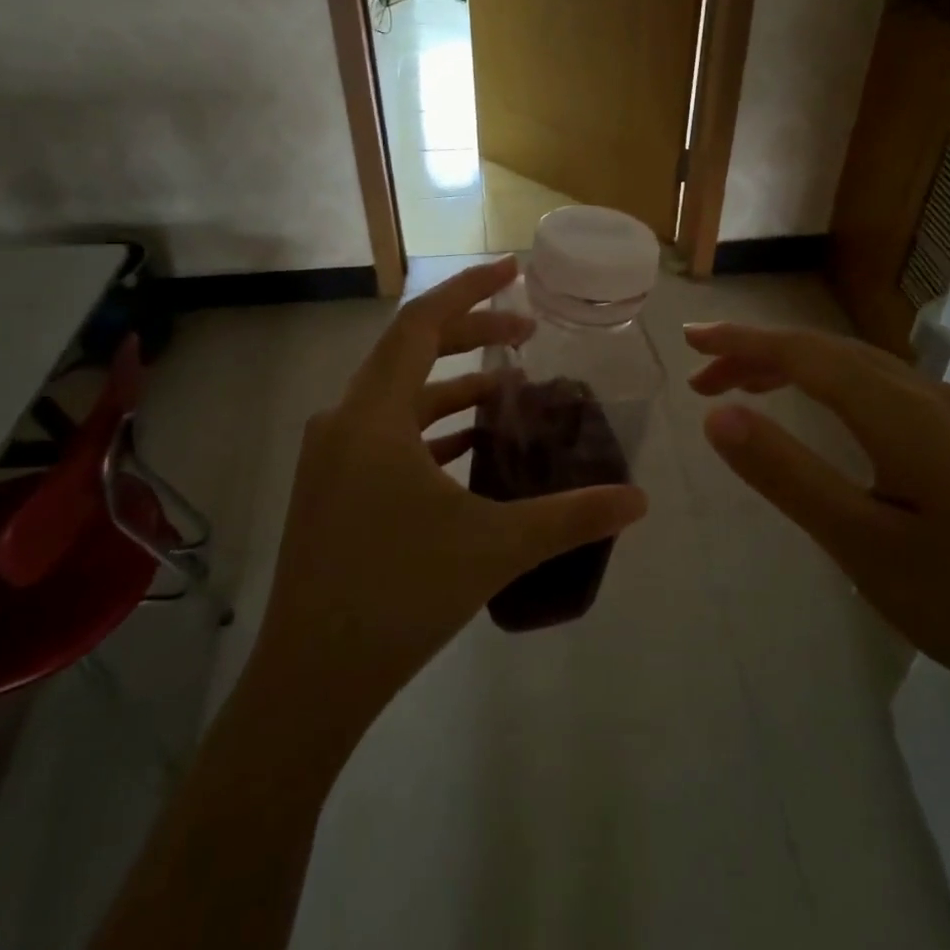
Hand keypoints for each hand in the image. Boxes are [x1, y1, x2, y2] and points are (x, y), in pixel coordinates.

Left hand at [247, 257, 648, 749]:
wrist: (310, 679)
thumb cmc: (399, 595)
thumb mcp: (494, 546)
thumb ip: (571, 516)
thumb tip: (639, 500)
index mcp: (373, 415)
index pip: (421, 323)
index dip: (470, 290)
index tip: (514, 270)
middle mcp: (343, 421)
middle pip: (410, 352)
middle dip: (470, 334)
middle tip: (527, 332)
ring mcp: (331, 456)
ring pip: (398, 396)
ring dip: (452, 385)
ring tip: (510, 390)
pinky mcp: (331, 488)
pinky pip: (386, 434)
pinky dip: (430, 426)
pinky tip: (468, 446)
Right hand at [684, 323, 949, 708]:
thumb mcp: (857, 541)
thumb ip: (785, 473)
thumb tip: (717, 414)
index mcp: (902, 414)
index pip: (805, 355)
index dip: (742, 342)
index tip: (689, 341)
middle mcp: (930, 400)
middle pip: (831, 353)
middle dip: (761, 354)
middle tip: (704, 377)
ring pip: (862, 369)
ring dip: (799, 368)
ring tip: (749, 390)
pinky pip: (887, 391)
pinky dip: (836, 387)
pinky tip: (830, 415)